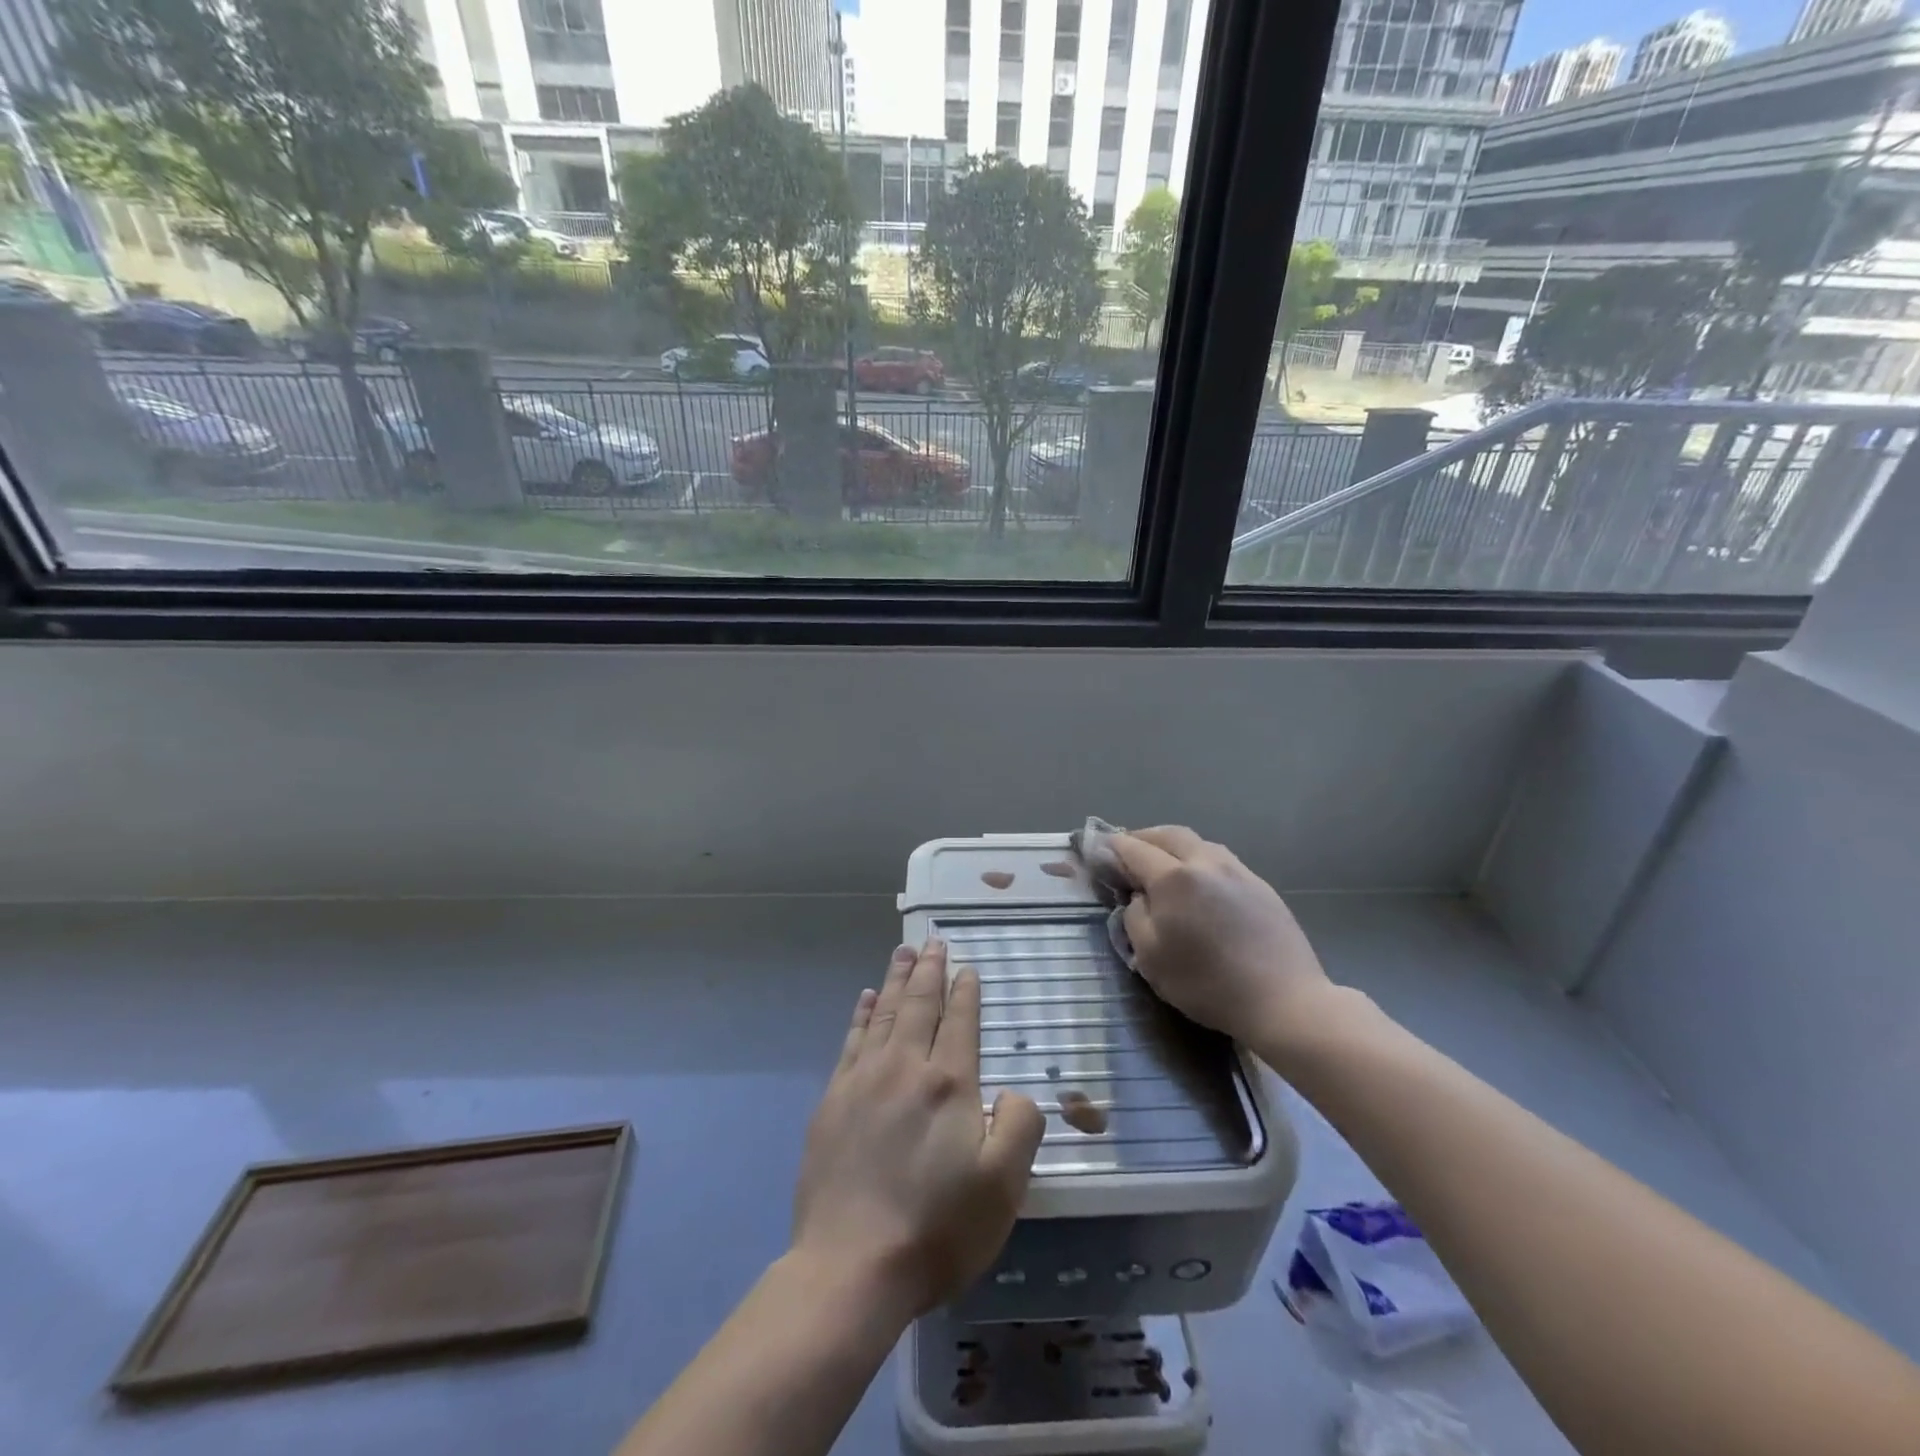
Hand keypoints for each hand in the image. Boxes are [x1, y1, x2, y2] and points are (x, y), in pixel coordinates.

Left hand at [791, 940, 1045, 1320]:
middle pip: (918, 1005)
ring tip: (903, 953)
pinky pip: (851, 1041)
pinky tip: (865, 999)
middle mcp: (904, 1068)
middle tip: (932, 942)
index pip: (960, 1022)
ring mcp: (862, 1081)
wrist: (850, 1267)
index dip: (965, 992)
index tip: (966, 967)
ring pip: (883, 1014)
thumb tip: (1011, 1091)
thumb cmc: (937, 1229)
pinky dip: (861, 1014)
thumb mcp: (1004, 1187)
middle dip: (928, 970)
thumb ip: (1020, 1126)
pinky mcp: (832, 1101)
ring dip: (895, 980)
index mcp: (949, 1084)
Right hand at [1114, 826, 1335, 1047]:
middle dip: (1142, 838)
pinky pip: (1219, 859)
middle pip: (1167, 834)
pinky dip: (1197, 860)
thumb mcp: (1150, 958)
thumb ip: (1134, 917)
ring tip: (1161, 864)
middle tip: (1126, 852)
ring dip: (1172, 845)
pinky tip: (1197, 882)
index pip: (1133, 849)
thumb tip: (1138, 897)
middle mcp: (1205, 862)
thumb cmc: (1207, 984)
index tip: (1096, 849)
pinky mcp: (1260, 885)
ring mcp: (1237, 870)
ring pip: (1197, 842)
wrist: (1284, 1000)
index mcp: (1174, 878)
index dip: (1111, 848)